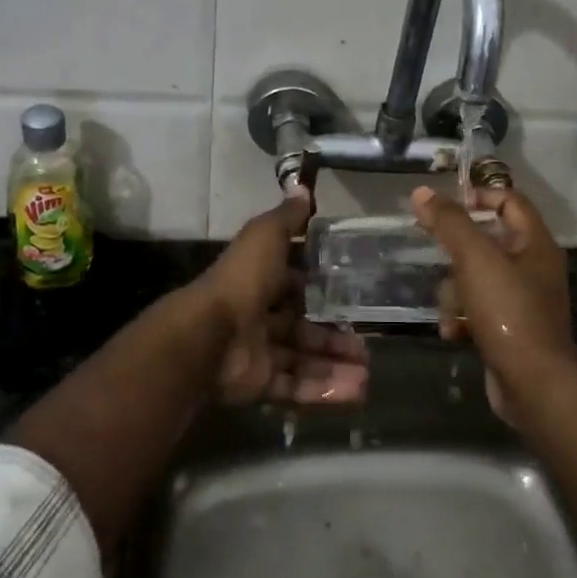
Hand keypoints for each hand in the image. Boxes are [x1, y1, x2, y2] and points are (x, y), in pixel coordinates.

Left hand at [199, 193, 367, 405]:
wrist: (210, 336)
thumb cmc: (241, 281)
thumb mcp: (264, 237)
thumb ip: (286, 218)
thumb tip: (302, 186)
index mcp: (259, 281)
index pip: (295, 285)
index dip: (322, 291)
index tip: (354, 298)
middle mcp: (258, 317)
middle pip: (303, 328)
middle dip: (335, 337)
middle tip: (367, 346)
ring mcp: (258, 353)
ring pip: (303, 360)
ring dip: (335, 366)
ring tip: (367, 375)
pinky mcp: (259, 383)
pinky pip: (295, 387)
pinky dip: (324, 390)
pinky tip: (354, 391)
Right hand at [412, 185, 576, 407]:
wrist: (534, 384)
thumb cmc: (508, 311)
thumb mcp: (475, 258)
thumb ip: (449, 222)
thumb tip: (422, 193)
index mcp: (535, 243)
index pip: (509, 201)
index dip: (478, 195)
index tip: (444, 207)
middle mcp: (534, 268)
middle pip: (488, 242)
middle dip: (456, 253)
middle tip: (434, 255)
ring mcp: (523, 301)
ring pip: (477, 280)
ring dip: (454, 292)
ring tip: (447, 309)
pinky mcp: (511, 330)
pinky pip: (478, 311)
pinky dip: (462, 318)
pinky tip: (451, 331)